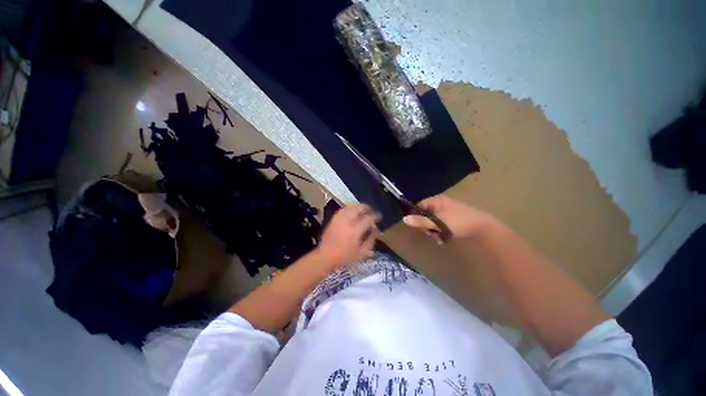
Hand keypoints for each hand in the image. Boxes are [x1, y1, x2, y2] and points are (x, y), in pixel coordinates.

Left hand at [318, 204, 380, 264]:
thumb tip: (376, 232)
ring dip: (358, 206)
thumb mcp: (361, 253)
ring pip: (350, 207)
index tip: (379, 216)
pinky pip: (343, 210)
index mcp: (355, 231)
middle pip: (358, 208)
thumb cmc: (345, 256)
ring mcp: (339, 219)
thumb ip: (370, 241)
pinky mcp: (334, 219)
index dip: (375, 216)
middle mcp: (347, 222)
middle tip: (371, 210)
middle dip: (366, 207)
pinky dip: (349, 208)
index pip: (368, 219)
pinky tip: (352, 211)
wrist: (326, 255)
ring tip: (363, 209)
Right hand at [403, 195, 490, 238]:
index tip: (415, 225)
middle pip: (424, 214)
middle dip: (425, 225)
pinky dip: (440, 231)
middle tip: (430, 232)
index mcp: (436, 200)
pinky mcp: (452, 219)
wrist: (483, 228)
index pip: (419, 205)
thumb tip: (404, 219)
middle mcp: (440, 204)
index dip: (415, 215)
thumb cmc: (459, 222)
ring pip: (432, 221)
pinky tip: (443, 238)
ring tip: (439, 237)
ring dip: (433, 230)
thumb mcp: (438, 222)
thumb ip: (421, 221)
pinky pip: (440, 225)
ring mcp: (446, 211)